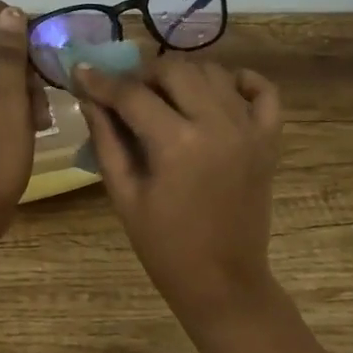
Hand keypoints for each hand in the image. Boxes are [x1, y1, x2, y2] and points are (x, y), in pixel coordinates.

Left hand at [0, 2, 45, 242]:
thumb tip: (11, 11)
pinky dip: (5, 102)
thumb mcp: (11, 103)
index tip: (45, 61)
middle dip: (23, 65)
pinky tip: (22, 127)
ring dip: (19, 87)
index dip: (23, 31)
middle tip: (42, 101)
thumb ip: (10, 55)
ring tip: (38, 121)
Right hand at [72, 56, 282, 325]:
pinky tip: (218, 92)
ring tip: (165, 97)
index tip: (83, 73)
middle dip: (144, 74)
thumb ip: (106, 139)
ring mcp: (248, 129)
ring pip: (213, 72)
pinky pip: (263, 90)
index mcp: (176, 144)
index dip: (102, 82)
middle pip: (175, 69)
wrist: (223, 282)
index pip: (132, 94)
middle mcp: (216, 124)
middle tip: (127, 94)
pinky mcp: (269, 139)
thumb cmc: (165, 246)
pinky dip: (240, 81)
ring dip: (184, 75)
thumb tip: (89, 96)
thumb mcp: (124, 195)